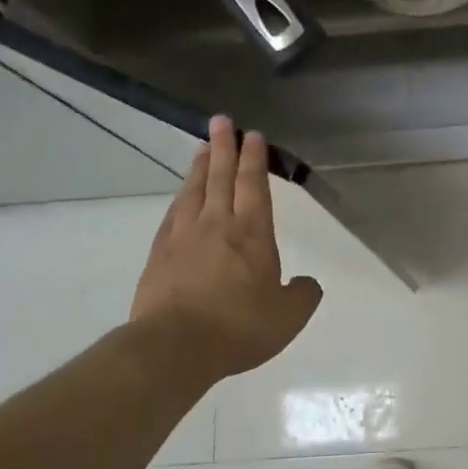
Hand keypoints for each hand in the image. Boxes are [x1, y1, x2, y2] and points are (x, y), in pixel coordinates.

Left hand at [130, 117, 323, 380]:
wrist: (175, 347)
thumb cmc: (239, 327)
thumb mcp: (288, 317)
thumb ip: (303, 295)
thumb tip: (307, 283)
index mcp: (252, 234)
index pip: (253, 186)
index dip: (254, 159)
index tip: (252, 135)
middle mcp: (217, 225)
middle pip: (220, 177)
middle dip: (224, 147)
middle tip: (221, 121)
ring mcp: (183, 237)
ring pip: (193, 191)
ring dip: (201, 167)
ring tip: (203, 149)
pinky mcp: (159, 255)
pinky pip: (173, 215)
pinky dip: (180, 198)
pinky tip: (181, 196)